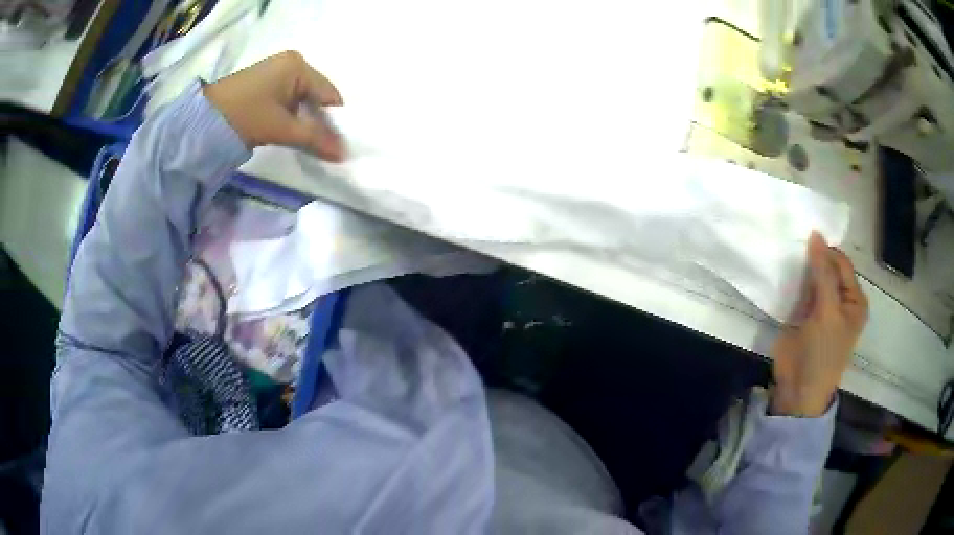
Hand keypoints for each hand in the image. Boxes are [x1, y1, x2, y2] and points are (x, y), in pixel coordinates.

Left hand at [203, 51, 344, 160]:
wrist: (202, 120)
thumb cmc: (246, 116)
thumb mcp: (282, 128)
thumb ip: (315, 139)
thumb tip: (343, 154)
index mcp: (299, 65)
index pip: (329, 94)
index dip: (334, 120)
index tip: (336, 144)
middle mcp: (291, 62)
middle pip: (316, 95)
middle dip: (319, 120)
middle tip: (320, 146)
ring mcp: (276, 71)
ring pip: (302, 99)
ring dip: (304, 119)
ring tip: (303, 141)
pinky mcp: (264, 82)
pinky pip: (288, 99)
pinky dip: (291, 115)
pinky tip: (287, 130)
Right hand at [770, 232, 868, 416]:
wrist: (798, 390)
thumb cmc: (823, 353)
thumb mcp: (828, 312)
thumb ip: (823, 274)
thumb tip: (815, 234)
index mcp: (854, 298)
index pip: (841, 263)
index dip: (826, 249)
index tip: (805, 235)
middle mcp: (839, 299)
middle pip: (827, 267)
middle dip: (813, 256)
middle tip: (793, 240)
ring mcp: (820, 306)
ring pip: (812, 277)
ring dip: (801, 268)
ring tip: (786, 251)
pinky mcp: (802, 314)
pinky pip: (799, 290)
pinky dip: (792, 281)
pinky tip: (782, 270)